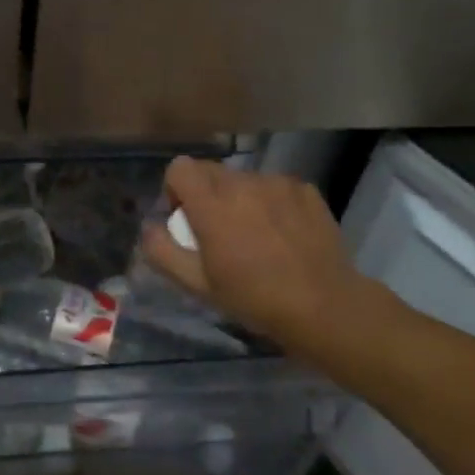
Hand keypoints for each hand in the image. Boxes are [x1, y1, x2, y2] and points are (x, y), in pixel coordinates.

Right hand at [141, 157, 377, 353]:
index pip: (179, 168)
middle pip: (210, 170)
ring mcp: (277, 184)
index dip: (176, 190)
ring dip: (239, 198)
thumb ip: (162, 251)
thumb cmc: (254, 297)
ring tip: (255, 233)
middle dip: (205, 193)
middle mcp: (242, 184)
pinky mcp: (305, 190)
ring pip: (243, 179)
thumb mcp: (196, 285)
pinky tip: (283, 232)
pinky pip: (275, 186)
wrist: (325, 307)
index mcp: (211, 204)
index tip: (186, 219)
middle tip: (218, 230)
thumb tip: (150, 227)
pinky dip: (271, 202)